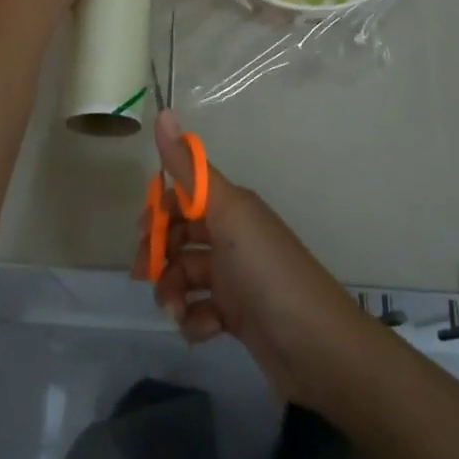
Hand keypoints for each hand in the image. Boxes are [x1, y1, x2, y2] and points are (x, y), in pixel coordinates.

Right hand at [145, 110, 367, 406]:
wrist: (318, 347)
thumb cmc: (268, 272)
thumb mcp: (228, 214)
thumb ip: (190, 169)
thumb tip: (162, 111)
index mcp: (232, 208)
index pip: (185, 195)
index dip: (160, 210)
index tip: (141, 231)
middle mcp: (234, 237)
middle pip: (181, 237)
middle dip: (158, 255)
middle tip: (143, 276)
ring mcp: (236, 278)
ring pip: (186, 276)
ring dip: (172, 293)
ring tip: (176, 312)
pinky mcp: (239, 317)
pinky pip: (202, 311)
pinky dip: (195, 321)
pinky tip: (203, 330)